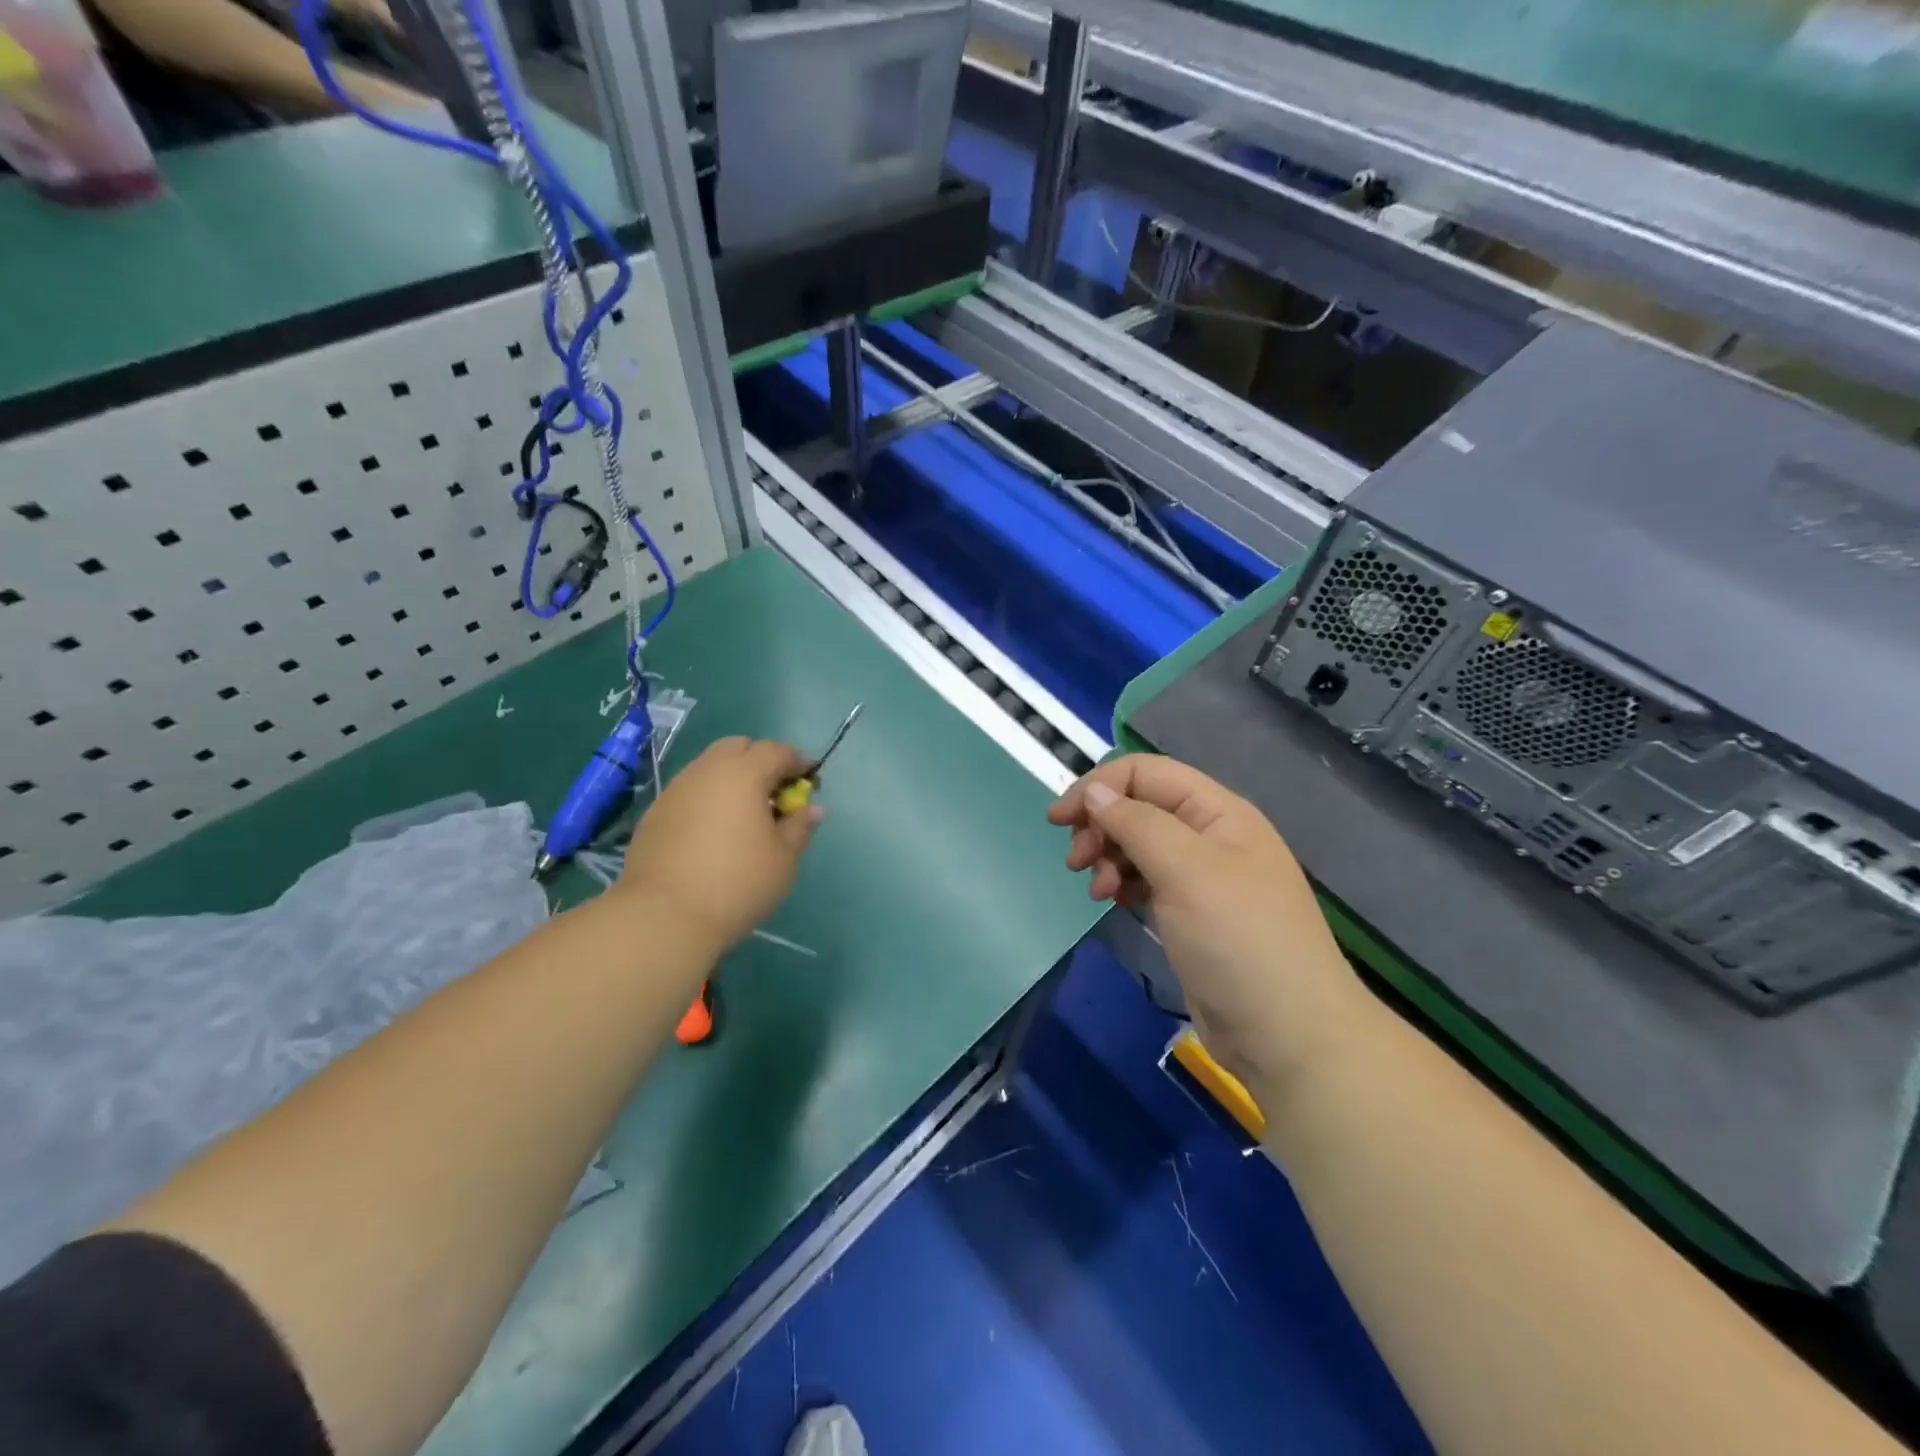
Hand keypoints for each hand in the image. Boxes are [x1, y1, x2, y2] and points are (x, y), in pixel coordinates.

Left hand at [619, 737, 821, 949]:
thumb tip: (812, 808)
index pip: (777, 751)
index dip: (797, 762)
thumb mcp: (783, 859)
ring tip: (743, 815)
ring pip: (709, 766)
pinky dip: (707, 798)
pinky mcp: (655, 812)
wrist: (663, 916)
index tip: (808, 782)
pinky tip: (713, 832)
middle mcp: (707, 771)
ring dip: (731, 778)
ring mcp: (676, 789)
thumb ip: (799, 826)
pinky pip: (689, 791)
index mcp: (744, 774)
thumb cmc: (737, 883)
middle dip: (760, 761)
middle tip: (773, 794)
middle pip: (738, 747)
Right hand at [1048, 755, 1375, 1099]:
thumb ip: (1137, 823)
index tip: (1059, 819)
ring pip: (1138, 844)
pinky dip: (1122, 882)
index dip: (1100, 786)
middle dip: (1100, 824)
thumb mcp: (1186, 871)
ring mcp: (1200, 877)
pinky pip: (1145, 879)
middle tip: (1075, 861)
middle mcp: (1209, 836)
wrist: (1287, 1035)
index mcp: (1218, 812)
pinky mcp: (1190, 913)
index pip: (1147, 773)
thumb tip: (1094, 792)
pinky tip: (1113, 901)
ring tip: (1098, 890)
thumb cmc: (1238, 941)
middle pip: (1139, 807)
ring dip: (1107, 856)